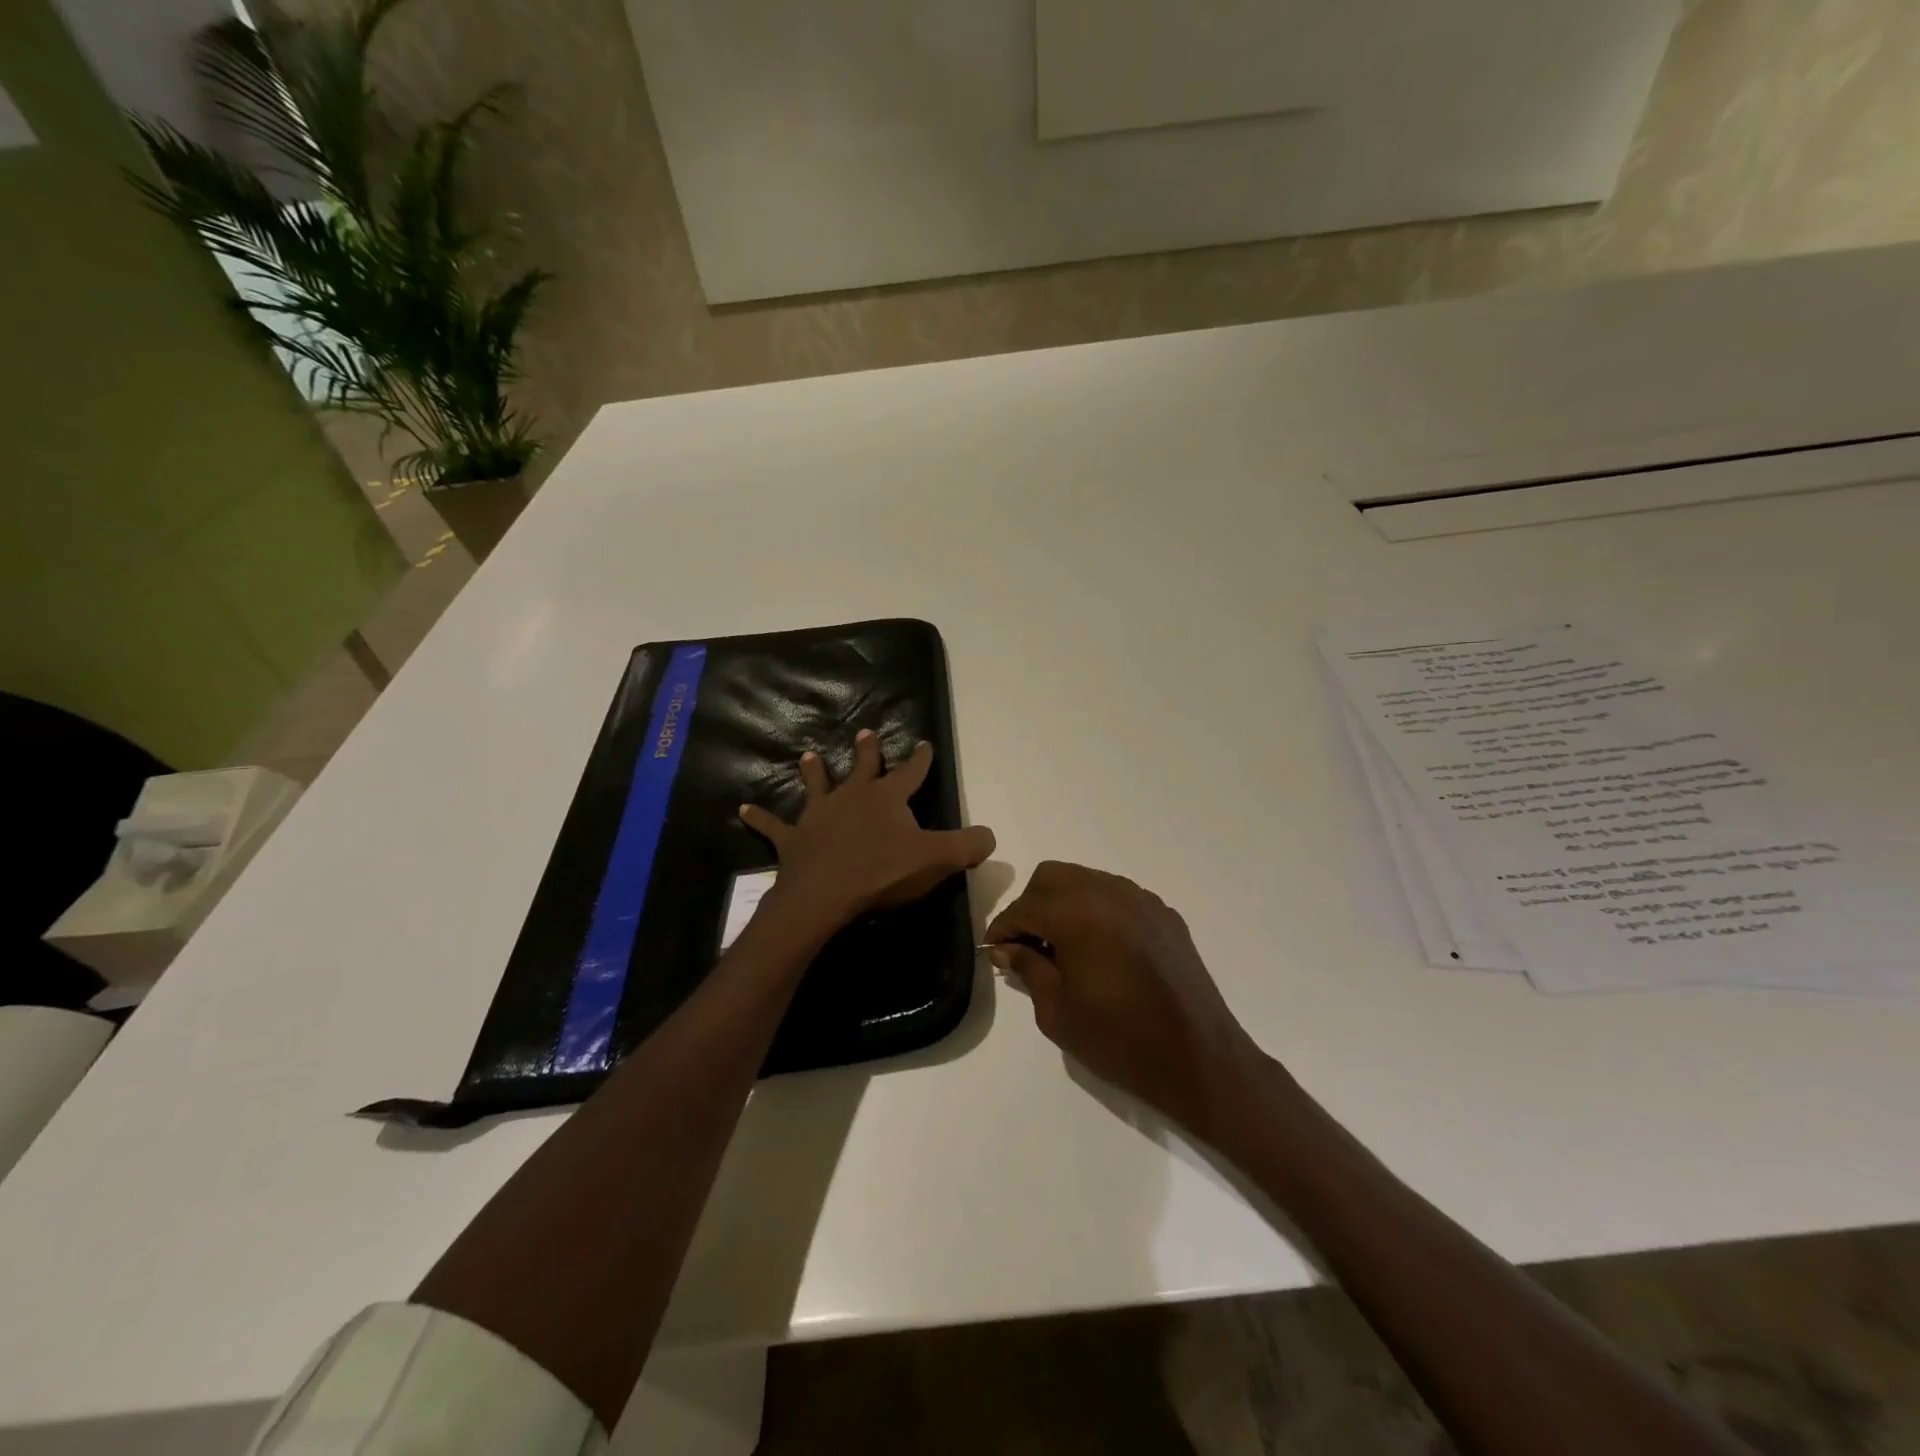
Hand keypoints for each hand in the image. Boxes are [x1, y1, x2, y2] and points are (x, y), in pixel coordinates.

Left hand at [740, 731, 995, 933]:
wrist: (824, 895)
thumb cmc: (882, 873)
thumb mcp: (937, 860)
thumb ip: (968, 846)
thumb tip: (991, 836)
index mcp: (887, 798)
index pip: (910, 772)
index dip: (920, 759)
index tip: (924, 743)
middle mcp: (852, 797)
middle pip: (862, 768)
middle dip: (867, 751)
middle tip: (865, 733)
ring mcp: (819, 815)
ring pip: (817, 785)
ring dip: (813, 771)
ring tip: (808, 755)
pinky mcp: (793, 839)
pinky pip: (772, 826)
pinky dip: (758, 818)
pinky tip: (742, 809)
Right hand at [986, 861, 1268, 1135]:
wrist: (1199, 1059)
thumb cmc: (1120, 1041)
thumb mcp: (1058, 1013)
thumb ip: (1028, 969)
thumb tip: (1006, 949)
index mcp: (1079, 916)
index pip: (1026, 906)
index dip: (1003, 927)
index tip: (994, 950)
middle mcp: (1110, 894)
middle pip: (1052, 877)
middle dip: (1031, 905)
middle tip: (1026, 945)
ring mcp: (1142, 900)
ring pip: (1086, 879)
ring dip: (1063, 903)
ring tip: (1061, 946)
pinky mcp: (1165, 915)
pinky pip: (1117, 895)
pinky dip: (1097, 910)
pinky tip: (1098, 948)